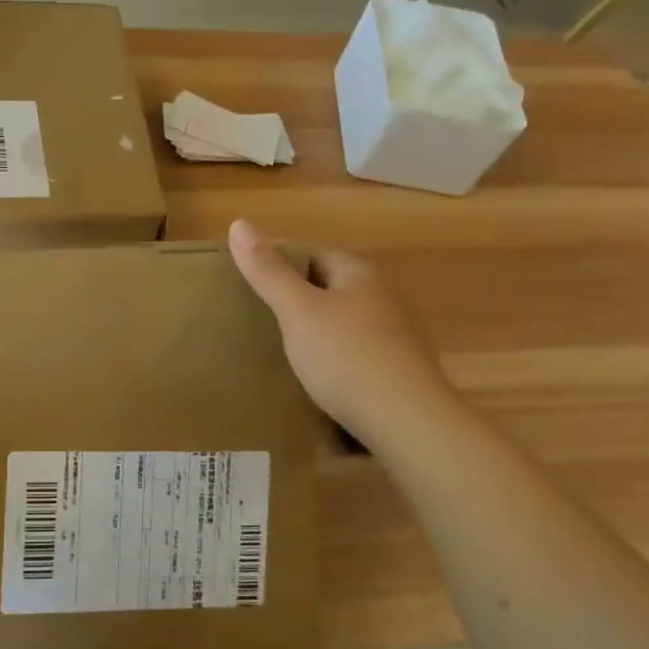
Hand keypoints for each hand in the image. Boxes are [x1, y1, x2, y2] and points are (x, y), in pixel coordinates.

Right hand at [227, 218, 453, 446]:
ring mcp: (395, 334)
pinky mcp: (397, 370)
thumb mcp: (297, 311)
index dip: (277, 258)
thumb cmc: (347, 357)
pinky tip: (313, 373)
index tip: (245, 276)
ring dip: (313, 325)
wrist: (410, 425)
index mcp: (359, 273)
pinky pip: (353, 349)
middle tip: (254, 310)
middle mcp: (383, 296)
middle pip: (328, 284)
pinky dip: (330, 354)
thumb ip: (267, 271)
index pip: (312, 251)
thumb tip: (238, 223)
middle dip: (294, 292)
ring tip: (276, 343)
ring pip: (341, 318)